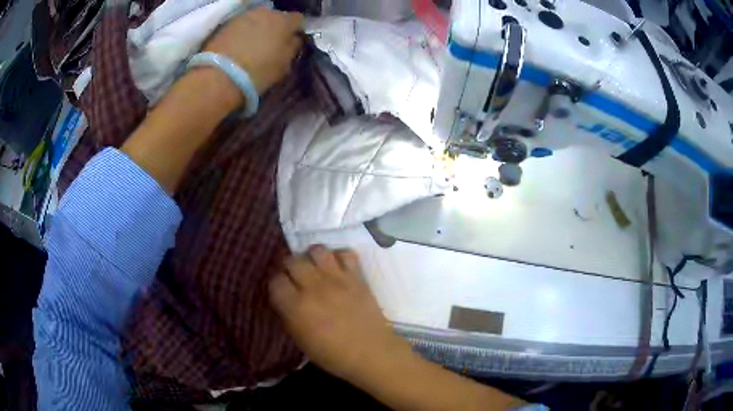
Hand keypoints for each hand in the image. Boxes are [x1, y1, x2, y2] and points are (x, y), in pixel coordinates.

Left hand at [204, 7, 303, 94]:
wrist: (219, 76)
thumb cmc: (258, 72)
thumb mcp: (284, 65)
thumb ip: (292, 48)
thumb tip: (293, 40)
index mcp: (284, 21)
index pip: (298, 19)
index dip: (296, 30)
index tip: (292, 41)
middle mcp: (266, 12)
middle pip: (276, 16)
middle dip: (276, 27)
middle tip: (271, 43)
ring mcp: (245, 16)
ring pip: (258, 19)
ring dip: (258, 28)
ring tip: (253, 44)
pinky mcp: (227, 24)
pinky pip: (242, 25)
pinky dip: (243, 32)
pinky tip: (239, 46)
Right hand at [269, 246, 409, 380]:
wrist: (371, 352)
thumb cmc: (333, 355)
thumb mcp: (301, 341)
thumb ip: (289, 316)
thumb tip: (286, 299)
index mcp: (296, 306)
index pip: (275, 281)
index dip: (276, 284)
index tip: (281, 290)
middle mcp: (313, 287)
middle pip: (292, 260)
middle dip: (289, 267)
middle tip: (295, 277)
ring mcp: (337, 279)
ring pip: (317, 250)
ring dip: (312, 257)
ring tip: (315, 268)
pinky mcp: (357, 277)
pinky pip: (345, 253)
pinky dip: (339, 257)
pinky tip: (338, 268)